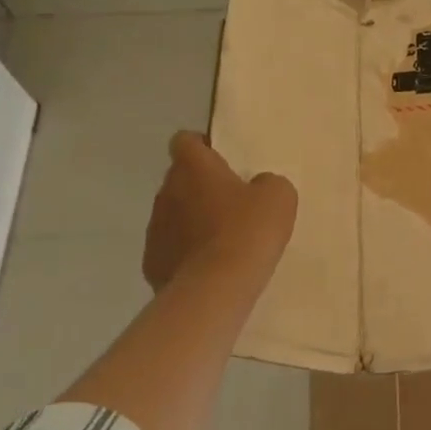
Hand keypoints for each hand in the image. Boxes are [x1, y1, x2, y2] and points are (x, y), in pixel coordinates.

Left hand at [142, 131, 297, 290]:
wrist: (216, 288)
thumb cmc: (248, 230)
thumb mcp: (278, 196)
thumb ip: (266, 182)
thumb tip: (256, 187)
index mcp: (193, 167)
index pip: (185, 141)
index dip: (202, 146)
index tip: (222, 159)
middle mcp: (167, 192)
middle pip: (180, 179)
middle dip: (201, 187)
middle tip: (232, 203)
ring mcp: (155, 229)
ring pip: (174, 214)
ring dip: (193, 221)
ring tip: (223, 240)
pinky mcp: (152, 263)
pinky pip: (171, 248)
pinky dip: (186, 253)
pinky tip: (210, 267)